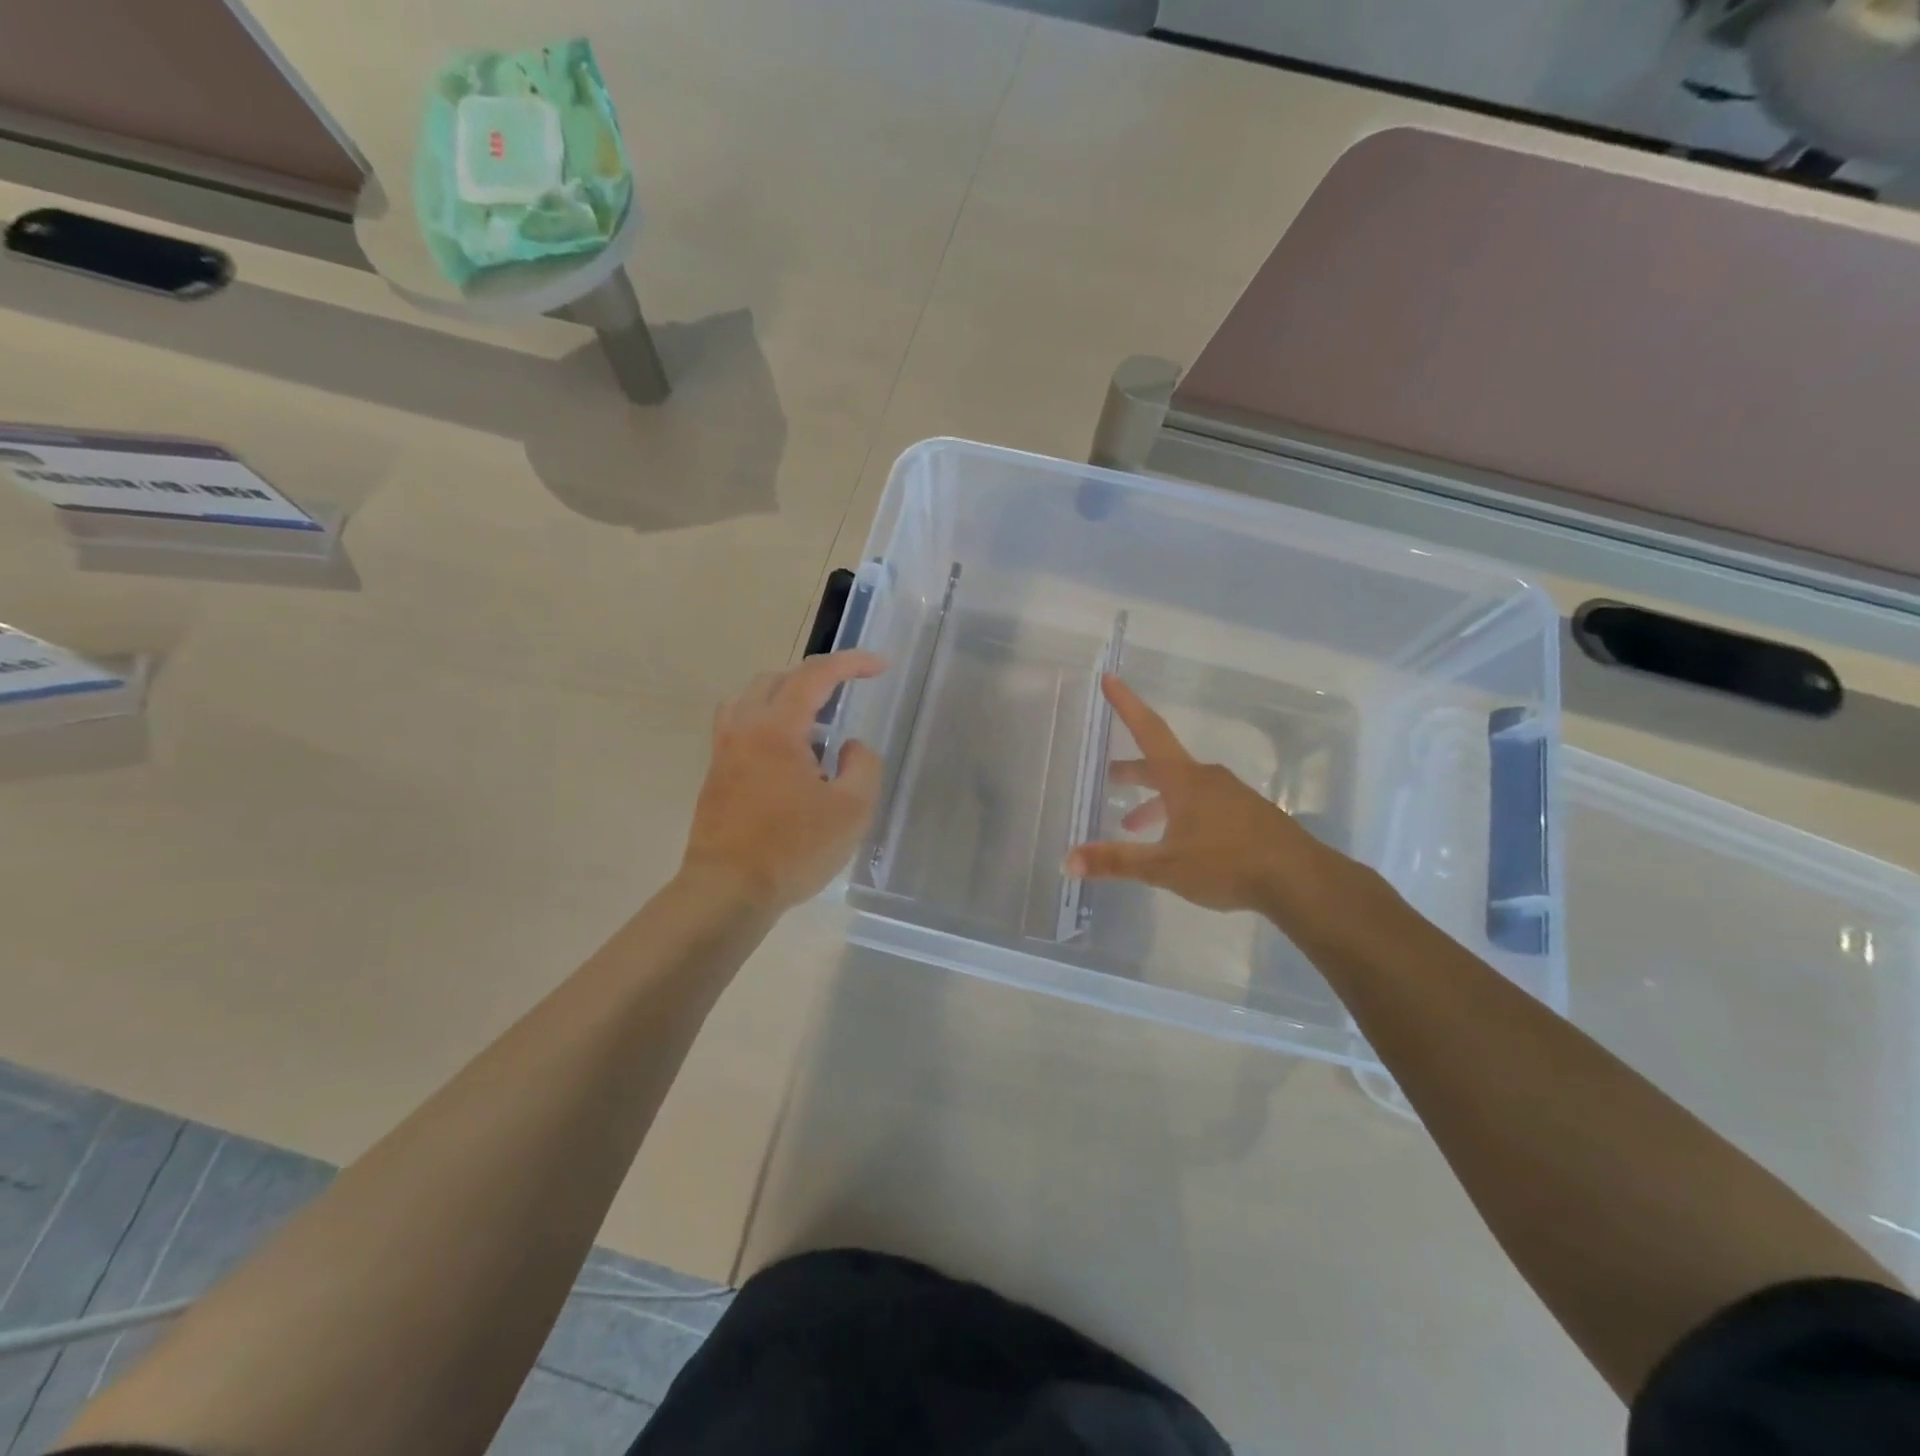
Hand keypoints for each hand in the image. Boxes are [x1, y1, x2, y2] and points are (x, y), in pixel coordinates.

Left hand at [682, 651, 885, 913]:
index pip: (815, 676)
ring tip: (814, 723)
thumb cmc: (793, 849)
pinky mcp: (716, 775)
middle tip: (846, 692)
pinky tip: (789, 756)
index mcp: (776, 728)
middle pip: (777, 679)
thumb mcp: (852, 810)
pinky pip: (741, 726)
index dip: (851, 664)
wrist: (727, 891)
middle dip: (816, 677)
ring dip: (785, 697)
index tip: (880, 666)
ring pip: (751, 700)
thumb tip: (850, 747)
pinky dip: (768, 722)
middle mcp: (744, 728)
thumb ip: (863, 766)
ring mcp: (723, 751)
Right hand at [1065, 674, 1339, 915]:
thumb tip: (1068, 861)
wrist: (1300, 880)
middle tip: (1109, 777)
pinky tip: (1178, 844)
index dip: (1126, 705)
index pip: (1148, 731)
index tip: (1109, 678)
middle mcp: (1206, 779)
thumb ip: (1117, 862)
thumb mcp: (1164, 866)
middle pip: (1161, 764)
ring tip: (1133, 825)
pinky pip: (1203, 805)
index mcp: (1184, 780)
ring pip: (1182, 788)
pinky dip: (1179, 815)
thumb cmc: (1227, 864)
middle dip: (1133, 770)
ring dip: (1155, 801)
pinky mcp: (1247, 817)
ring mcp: (1230, 796)